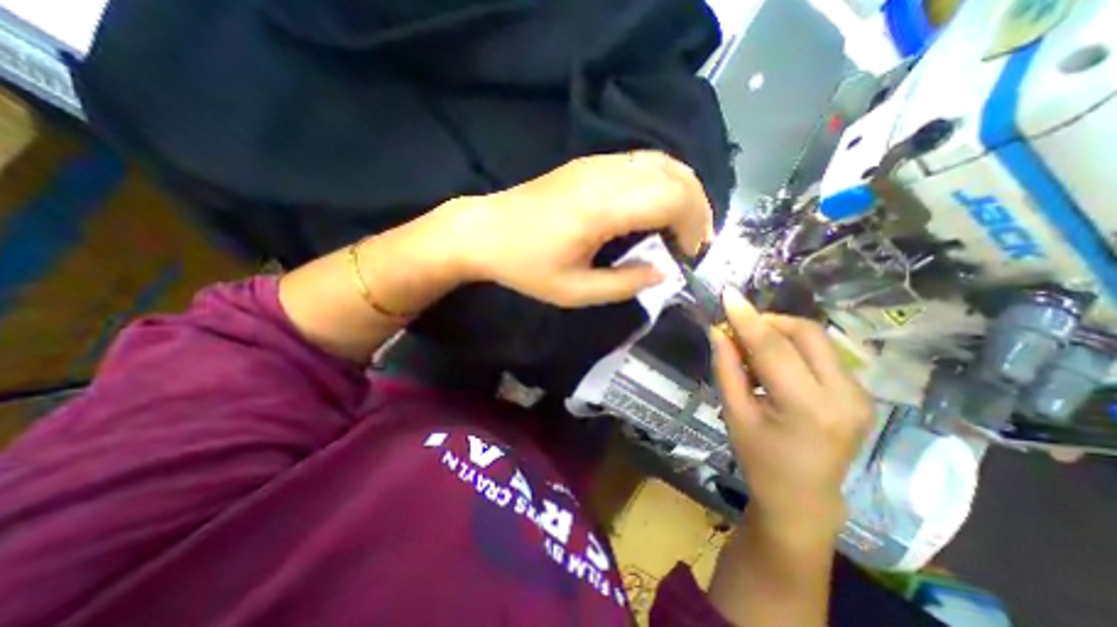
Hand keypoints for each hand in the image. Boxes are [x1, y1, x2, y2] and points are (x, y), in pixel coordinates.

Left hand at [440, 151, 709, 308]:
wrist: (485, 231)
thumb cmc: (526, 265)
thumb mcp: (574, 291)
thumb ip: (623, 284)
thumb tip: (663, 273)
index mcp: (601, 208)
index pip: (672, 199)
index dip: (693, 225)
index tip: (690, 255)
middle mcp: (605, 175)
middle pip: (677, 175)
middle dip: (697, 209)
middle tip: (692, 243)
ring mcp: (597, 163)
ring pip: (663, 162)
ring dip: (684, 192)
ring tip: (681, 227)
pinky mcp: (589, 162)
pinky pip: (643, 161)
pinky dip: (663, 182)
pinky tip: (657, 208)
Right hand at [711, 290, 875, 534]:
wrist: (803, 497)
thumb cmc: (759, 457)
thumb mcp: (734, 413)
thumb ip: (726, 368)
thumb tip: (719, 330)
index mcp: (807, 407)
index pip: (774, 348)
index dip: (748, 318)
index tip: (728, 295)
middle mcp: (844, 396)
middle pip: (806, 333)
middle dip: (769, 322)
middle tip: (740, 329)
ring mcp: (859, 394)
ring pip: (817, 339)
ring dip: (781, 333)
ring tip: (754, 349)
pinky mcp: (860, 393)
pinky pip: (823, 353)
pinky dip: (794, 347)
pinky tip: (775, 364)